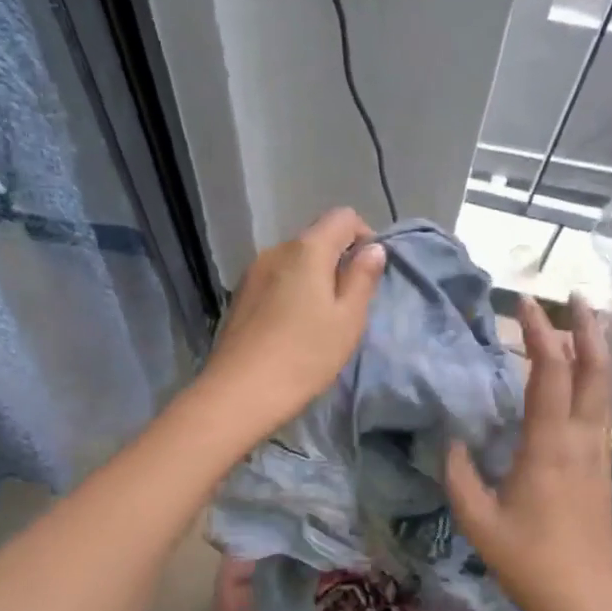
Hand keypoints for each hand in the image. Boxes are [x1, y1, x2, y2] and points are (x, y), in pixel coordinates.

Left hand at [196, 207, 386, 442]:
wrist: (238, 393)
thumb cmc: (304, 356)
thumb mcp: (347, 320)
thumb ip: (362, 278)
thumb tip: (373, 248)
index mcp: (307, 250)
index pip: (342, 217)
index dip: (363, 235)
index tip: (370, 272)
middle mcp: (276, 250)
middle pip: (315, 239)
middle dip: (338, 262)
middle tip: (349, 305)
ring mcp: (252, 273)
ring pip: (294, 263)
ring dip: (313, 280)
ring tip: (320, 321)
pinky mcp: (239, 297)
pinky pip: (275, 281)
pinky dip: (291, 293)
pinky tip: (292, 329)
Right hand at [445, 293, 611, 610]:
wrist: (588, 602)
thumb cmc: (530, 562)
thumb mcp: (479, 521)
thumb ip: (459, 475)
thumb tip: (451, 440)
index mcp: (550, 446)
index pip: (551, 371)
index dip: (539, 332)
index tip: (522, 303)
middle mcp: (582, 439)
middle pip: (596, 369)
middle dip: (587, 327)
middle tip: (575, 297)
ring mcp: (599, 454)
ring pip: (606, 388)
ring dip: (596, 351)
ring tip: (583, 325)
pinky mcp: (604, 469)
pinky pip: (602, 410)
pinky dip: (595, 381)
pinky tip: (581, 380)